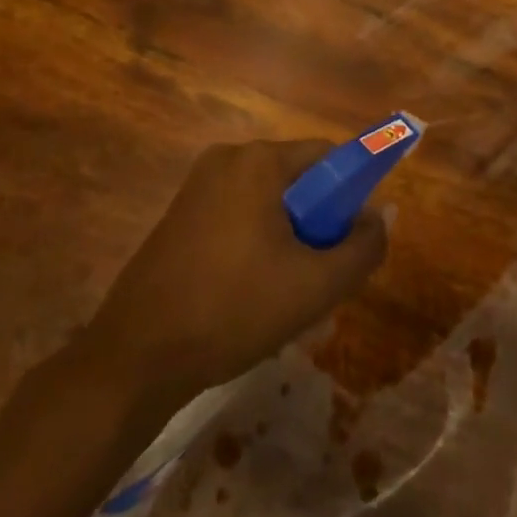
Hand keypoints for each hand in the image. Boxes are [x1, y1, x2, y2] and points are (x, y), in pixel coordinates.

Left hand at [81, 140, 387, 406]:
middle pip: (298, 181)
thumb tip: (381, 216)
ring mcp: (196, 187)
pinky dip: (256, 247)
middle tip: (319, 279)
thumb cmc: (233, 310)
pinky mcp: (179, 216)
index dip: (351, 196)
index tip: (349, 243)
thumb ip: (364, 247)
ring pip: (268, 205)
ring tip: (285, 298)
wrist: (135, 359)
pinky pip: (238, 218)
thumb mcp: (316, 286)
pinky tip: (251, 297)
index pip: (329, 157)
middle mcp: (226, 160)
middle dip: (317, 226)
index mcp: (258, 161)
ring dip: (288, 243)